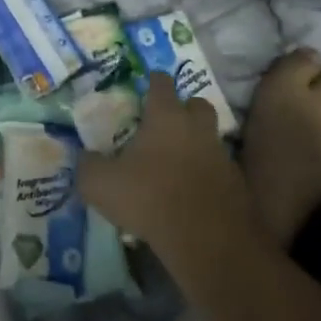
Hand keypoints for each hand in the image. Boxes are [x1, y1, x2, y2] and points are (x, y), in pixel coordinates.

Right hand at [78, 73, 249, 268]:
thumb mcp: (100, 184)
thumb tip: (85, 158)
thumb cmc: (149, 198)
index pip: (161, 83)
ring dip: (196, 143)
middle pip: (197, 104)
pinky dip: (206, 174)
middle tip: (165, 122)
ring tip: (175, 160)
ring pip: (210, 137)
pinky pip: (218, 169)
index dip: (153, 81)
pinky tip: (190, 191)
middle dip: (184, 108)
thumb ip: (88, 166)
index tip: (147, 83)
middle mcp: (196, 128)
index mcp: (165, 117)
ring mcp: (221, 155)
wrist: (207, 240)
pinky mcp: (235, 184)